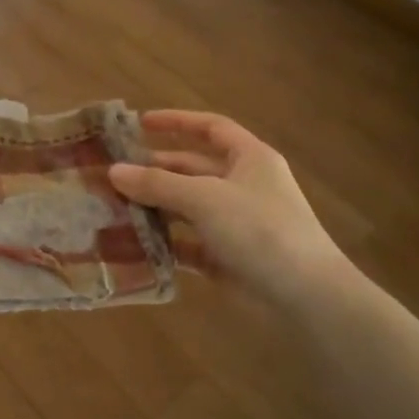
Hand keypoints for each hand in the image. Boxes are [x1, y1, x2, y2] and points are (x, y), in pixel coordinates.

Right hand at [108, 110, 344, 303]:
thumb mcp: (204, 199)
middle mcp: (244, 186)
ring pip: (188, 206)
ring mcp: (237, 223)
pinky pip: (190, 242)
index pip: (211, 128)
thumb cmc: (259, 230)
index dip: (176, 121)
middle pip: (193, 168)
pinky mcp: (228, 257)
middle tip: (113, 172)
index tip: (139, 123)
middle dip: (155, 169)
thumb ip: (157, 183)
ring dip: (155, 206)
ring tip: (114, 207)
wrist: (306, 296)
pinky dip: (165, 242)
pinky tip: (134, 244)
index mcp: (250, 158)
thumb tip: (114, 170)